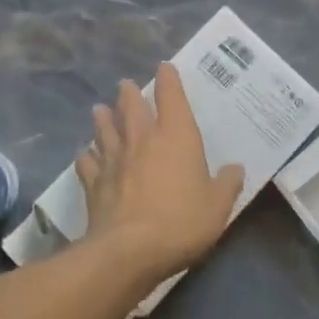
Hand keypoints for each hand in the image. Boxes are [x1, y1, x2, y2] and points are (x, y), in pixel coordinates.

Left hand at [75, 63, 246, 282]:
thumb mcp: (218, 206)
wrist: (130, 251)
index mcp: (176, 137)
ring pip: (106, 131)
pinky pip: (88, 164)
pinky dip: (86, 157)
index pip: (172, 98)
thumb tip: (235, 169)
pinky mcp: (95, 184)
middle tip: (126, 84)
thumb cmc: (182, 221)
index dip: (169, 80)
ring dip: (104, 118)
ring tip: (99, 109)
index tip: (165, 67)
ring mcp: (115, 161)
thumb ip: (227, 184)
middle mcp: (143, 140)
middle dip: (130, 93)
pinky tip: (83, 154)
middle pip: (133, 108)